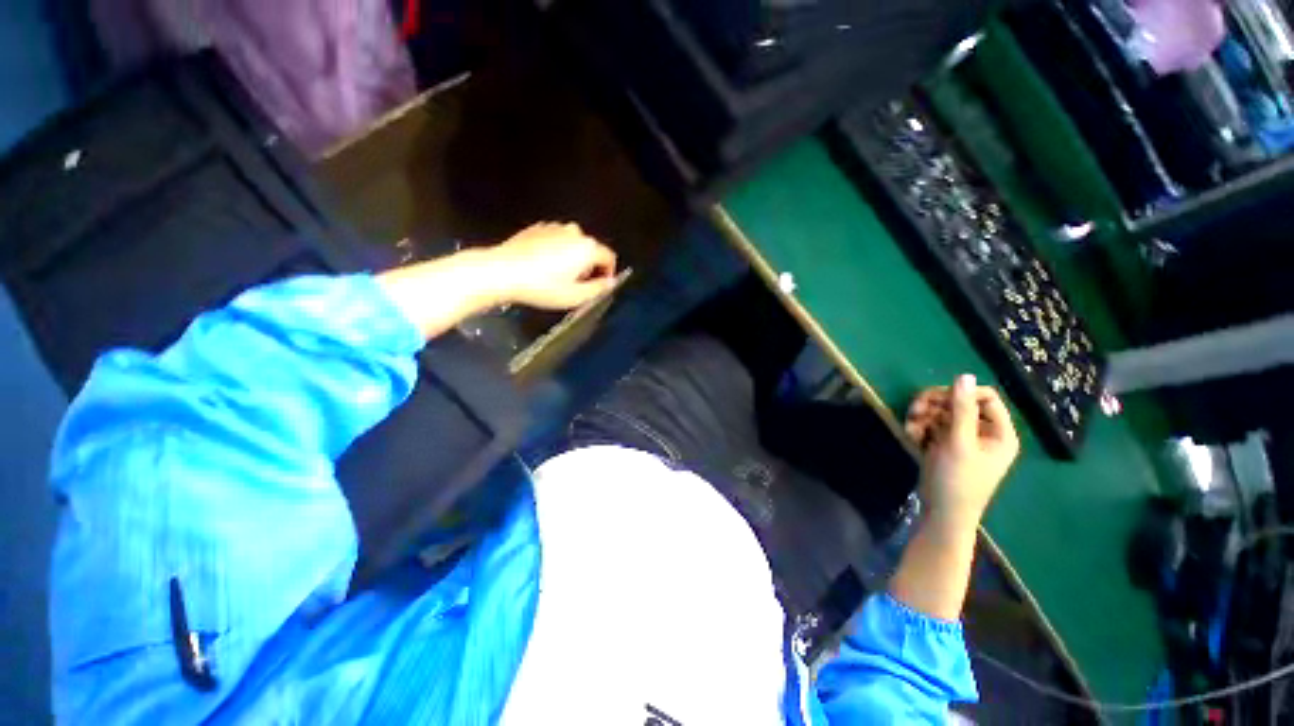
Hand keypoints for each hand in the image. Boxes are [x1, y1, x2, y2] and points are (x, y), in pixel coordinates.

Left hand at [486, 222, 616, 309]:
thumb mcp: (576, 296)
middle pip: (591, 250)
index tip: (600, 285)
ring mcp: (554, 227)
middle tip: (577, 285)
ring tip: (558, 277)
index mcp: (587, 248)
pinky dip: (556, 252)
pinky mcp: (538, 228)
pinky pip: (556, 240)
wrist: (502, 272)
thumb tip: (611, 283)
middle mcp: (574, 232)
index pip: (608, 257)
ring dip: (572, 259)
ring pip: (572, 244)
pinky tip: (543, 267)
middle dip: (589, 267)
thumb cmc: (542, 287)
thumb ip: (599, 289)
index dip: (608, 273)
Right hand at [905, 374, 1019, 527]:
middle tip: (915, 411)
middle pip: (958, 401)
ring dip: (922, 415)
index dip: (961, 394)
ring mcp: (961, 437)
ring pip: (941, 411)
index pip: (985, 396)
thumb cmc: (958, 481)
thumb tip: (964, 375)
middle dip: (934, 404)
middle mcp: (982, 431)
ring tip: (911, 427)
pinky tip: (911, 435)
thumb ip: (962, 409)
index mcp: (999, 432)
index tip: (939, 401)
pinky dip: (919, 426)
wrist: (942, 512)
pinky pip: (931, 423)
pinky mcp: (943, 443)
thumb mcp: (960, 443)